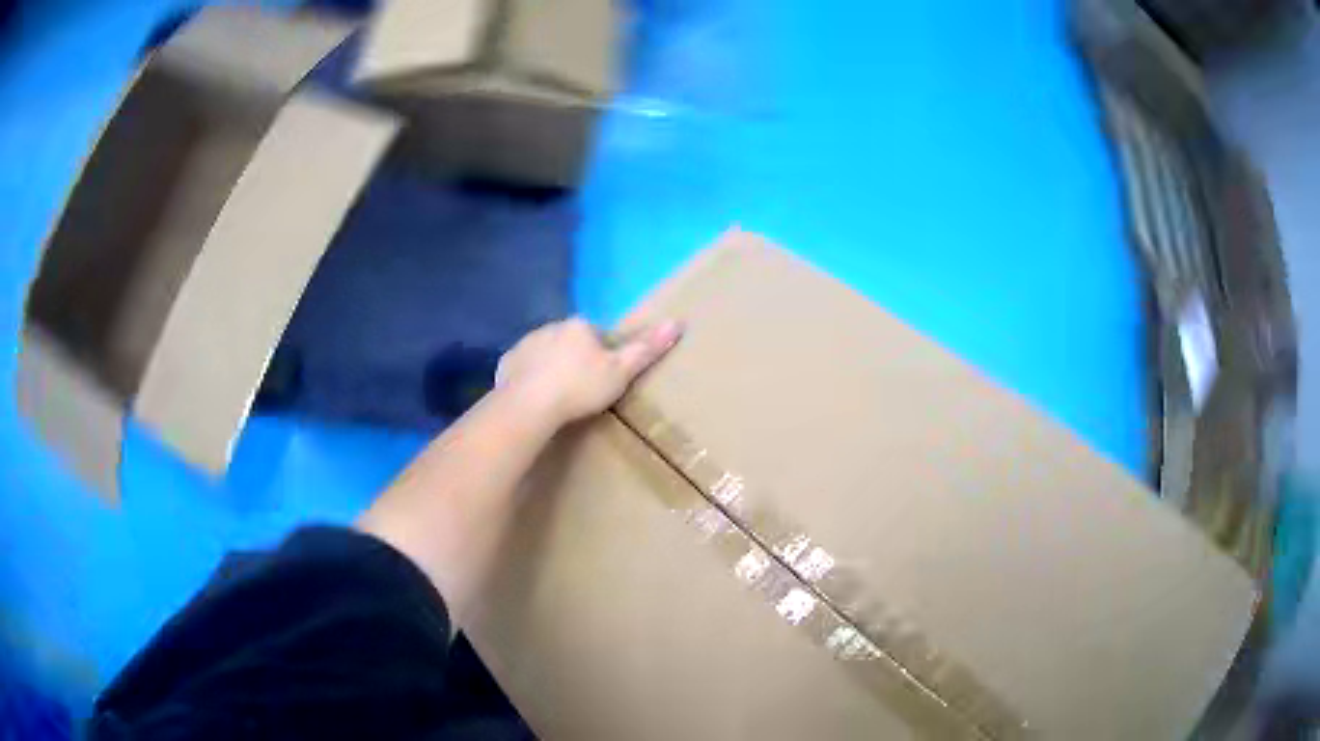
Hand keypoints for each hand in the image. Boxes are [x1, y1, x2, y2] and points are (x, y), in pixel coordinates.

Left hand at [496, 317, 682, 426]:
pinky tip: (533, 399)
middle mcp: (550, 327)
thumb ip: (646, 349)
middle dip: (574, 358)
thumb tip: (677, 322)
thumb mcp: (620, 372)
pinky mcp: (507, 363)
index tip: (602, 378)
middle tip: (580, 390)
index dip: (601, 355)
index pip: (596, 334)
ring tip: (556, 397)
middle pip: (568, 341)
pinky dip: (528, 378)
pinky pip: (522, 368)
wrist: (529, 405)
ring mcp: (525, 344)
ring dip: (550, 367)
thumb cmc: (580, 387)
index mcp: (579, 326)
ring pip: (543, 353)